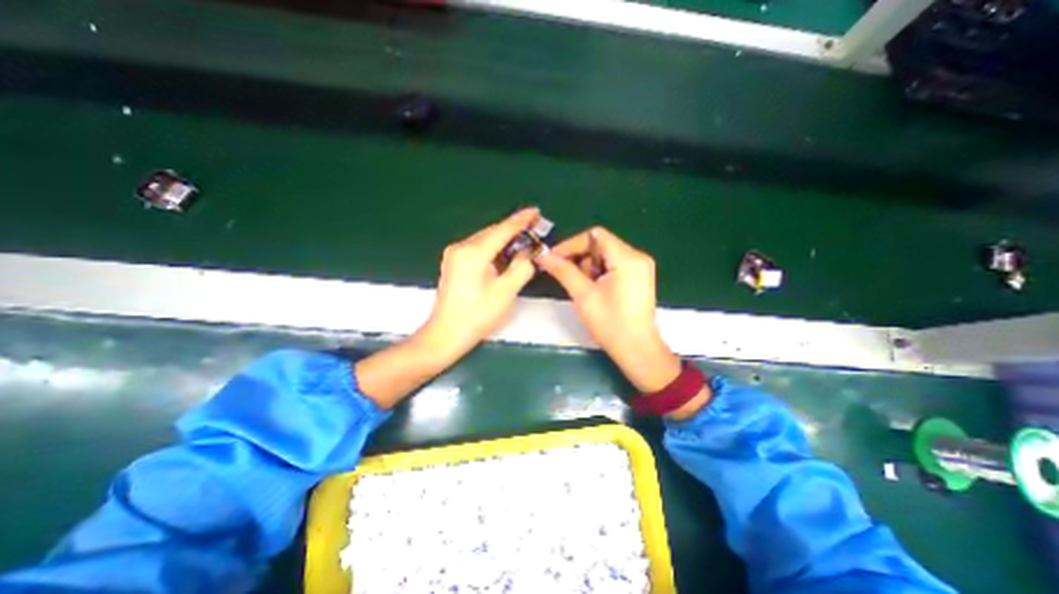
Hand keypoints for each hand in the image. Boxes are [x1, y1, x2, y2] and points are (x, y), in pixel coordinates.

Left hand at [417, 209, 541, 363]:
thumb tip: (527, 254)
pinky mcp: (453, 263)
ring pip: (485, 239)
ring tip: (523, 238)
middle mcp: (461, 247)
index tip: (535, 211)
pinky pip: (478, 248)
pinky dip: (493, 248)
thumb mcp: (506, 293)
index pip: (502, 230)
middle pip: (492, 232)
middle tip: (534, 226)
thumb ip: (521, 268)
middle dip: (513, 229)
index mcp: (473, 253)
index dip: (521, 221)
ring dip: (504, 239)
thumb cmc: (477, 316)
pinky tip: (504, 252)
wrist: (446, 334)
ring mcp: (454, 254)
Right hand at [538, 227, 678, 394]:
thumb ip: (563, 271)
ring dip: (587, 266)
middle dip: (578, 257)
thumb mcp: (583, 295)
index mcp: (628, 258)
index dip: (570, 244)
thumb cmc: (610, 324)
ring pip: (605, 255)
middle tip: (562, 273)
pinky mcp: (637, 277)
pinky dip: (597, 272)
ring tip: (579, 286)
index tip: (552, 257)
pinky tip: (590, 288)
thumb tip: (543, 255)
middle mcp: (637, 257)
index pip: (594, 236)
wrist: (637, 350)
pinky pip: (612, 265)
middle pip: (600, 244)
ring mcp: (639, 267)